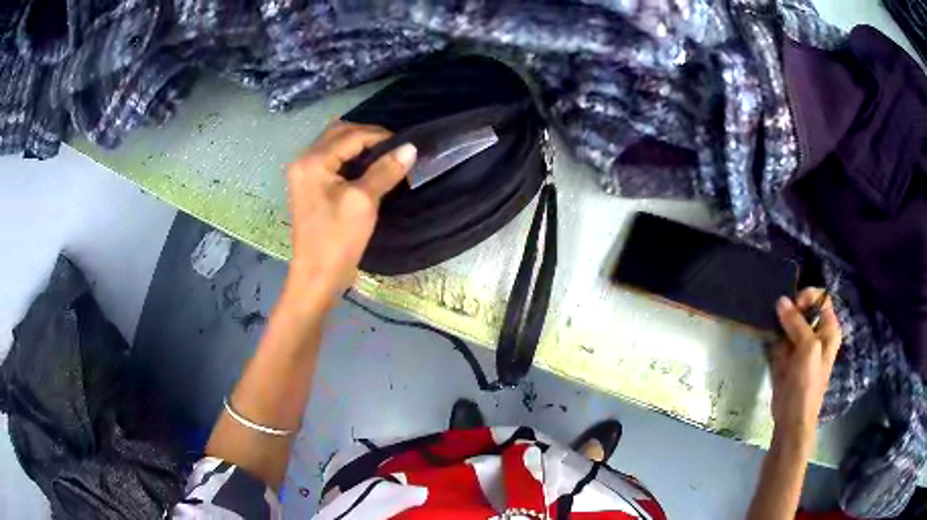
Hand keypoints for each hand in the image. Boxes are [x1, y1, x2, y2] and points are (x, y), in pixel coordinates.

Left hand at [284, 122, 416, 304]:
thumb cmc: (337, 239)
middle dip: (367, 135)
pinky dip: (350, 157)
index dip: (380, 136)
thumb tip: (410, 148)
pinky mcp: (309, 186)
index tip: (406, 145)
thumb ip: (385, 170)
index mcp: (313, 161)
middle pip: (339, 132)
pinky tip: (367, 167)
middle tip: (394, 148)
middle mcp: (304, 160)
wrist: (317, 276)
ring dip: (359, 145)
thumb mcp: (364, 201)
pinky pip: (331, 159)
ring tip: (384, 155)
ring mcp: (304, 173)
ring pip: (334, 144)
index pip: (351, 135)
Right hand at [768, 288, 841, 439]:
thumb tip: (780, 301)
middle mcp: (816, 334)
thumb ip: (796, 322)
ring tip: (771, 326)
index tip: (794, 306)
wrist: (792, 418)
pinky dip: (773, 336)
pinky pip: (779, 338)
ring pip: (789, 323)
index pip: (820, 298)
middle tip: (778, 316)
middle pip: (803, 309)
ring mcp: (800, 346)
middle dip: (790, 309)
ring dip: (779, 322)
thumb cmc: (807, 383)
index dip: (807, 297)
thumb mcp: (807, 348)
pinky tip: (767, 338)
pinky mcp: (786, 357)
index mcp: (828, 329)